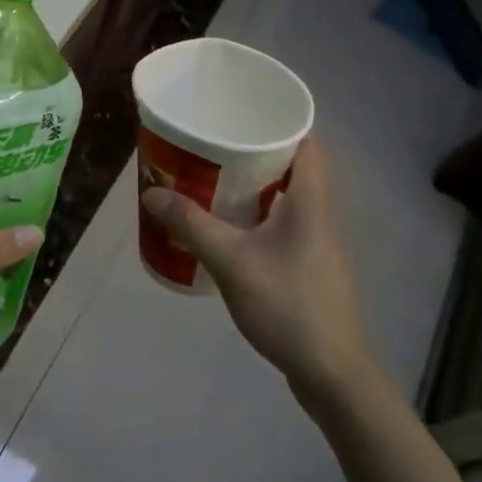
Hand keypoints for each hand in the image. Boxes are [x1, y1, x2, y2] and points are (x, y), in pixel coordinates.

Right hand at [141, 136, 369, 406]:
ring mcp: (316, 242)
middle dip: (253, 152)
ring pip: (284, 197)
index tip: (241, 111)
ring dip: (252, 185)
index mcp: (310, 200)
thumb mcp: (231, 262)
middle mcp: (319, 213)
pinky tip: (224, 229)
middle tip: (210, 145)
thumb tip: (152, 192)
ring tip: (209, 180)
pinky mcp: (308, 266)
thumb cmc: (287, 306)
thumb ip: (191, 225)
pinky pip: (280, 224)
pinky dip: (254, 215)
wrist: (329, 371)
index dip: (278, 120)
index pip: (306, 140)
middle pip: (292, 166)